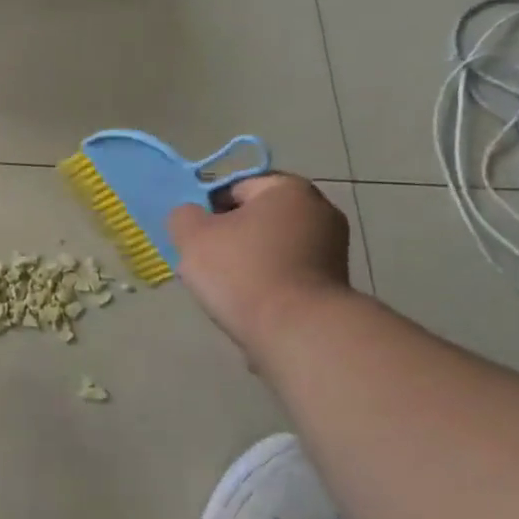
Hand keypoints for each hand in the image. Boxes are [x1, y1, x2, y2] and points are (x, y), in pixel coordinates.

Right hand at [168, 174, 352, 365]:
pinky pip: (288, 272)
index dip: (207, 209)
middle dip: (230, 236)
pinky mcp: (335, 283)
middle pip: (257, 217)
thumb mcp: (193, 236)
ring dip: (248, 261)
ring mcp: (333, 248)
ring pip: (272, 247)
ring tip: (226, 289)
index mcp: (288, 188)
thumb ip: (183, 216)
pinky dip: (269, 283)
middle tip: (205, 262)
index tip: (194, 237)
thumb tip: (192, 217)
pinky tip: (251, 304)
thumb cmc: (243, 272)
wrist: (298, 332)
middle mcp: (319, 210)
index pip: (235, 187)